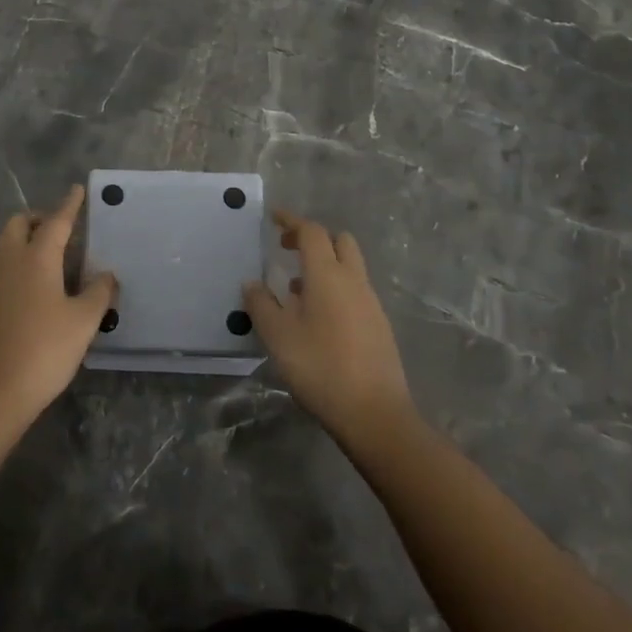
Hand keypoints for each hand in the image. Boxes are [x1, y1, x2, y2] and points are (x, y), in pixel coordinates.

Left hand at [0, 185, 117, 432]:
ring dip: (24, 238)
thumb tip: (107, 274)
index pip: (57, 221)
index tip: (77, 190)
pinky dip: (15, 260)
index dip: (69, 205)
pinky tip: (32, 284)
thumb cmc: (45, 350)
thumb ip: (99, 292)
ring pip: (5, 243)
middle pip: (20, 223)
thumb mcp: (84, 321)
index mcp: (37, 257)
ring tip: (48, 255)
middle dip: (40, 219)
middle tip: (62, 230)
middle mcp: (10, 260)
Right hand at [243, 211, 416, 447]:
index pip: (311, 232)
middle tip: (288, 251)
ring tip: (296, 290)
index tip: (273, 218)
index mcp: (327, 274)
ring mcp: (371, 302)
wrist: (374, 414)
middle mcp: (353, 280)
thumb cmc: (320, 367)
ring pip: (350, 266)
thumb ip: (261, 305)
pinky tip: (318, 318)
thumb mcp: (278, 336)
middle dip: (313, 238)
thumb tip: (252, 283)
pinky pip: (355, 290)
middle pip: (339, 241)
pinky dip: (336, 288)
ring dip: (325, 265)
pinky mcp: (379, 325)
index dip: (291, 221)